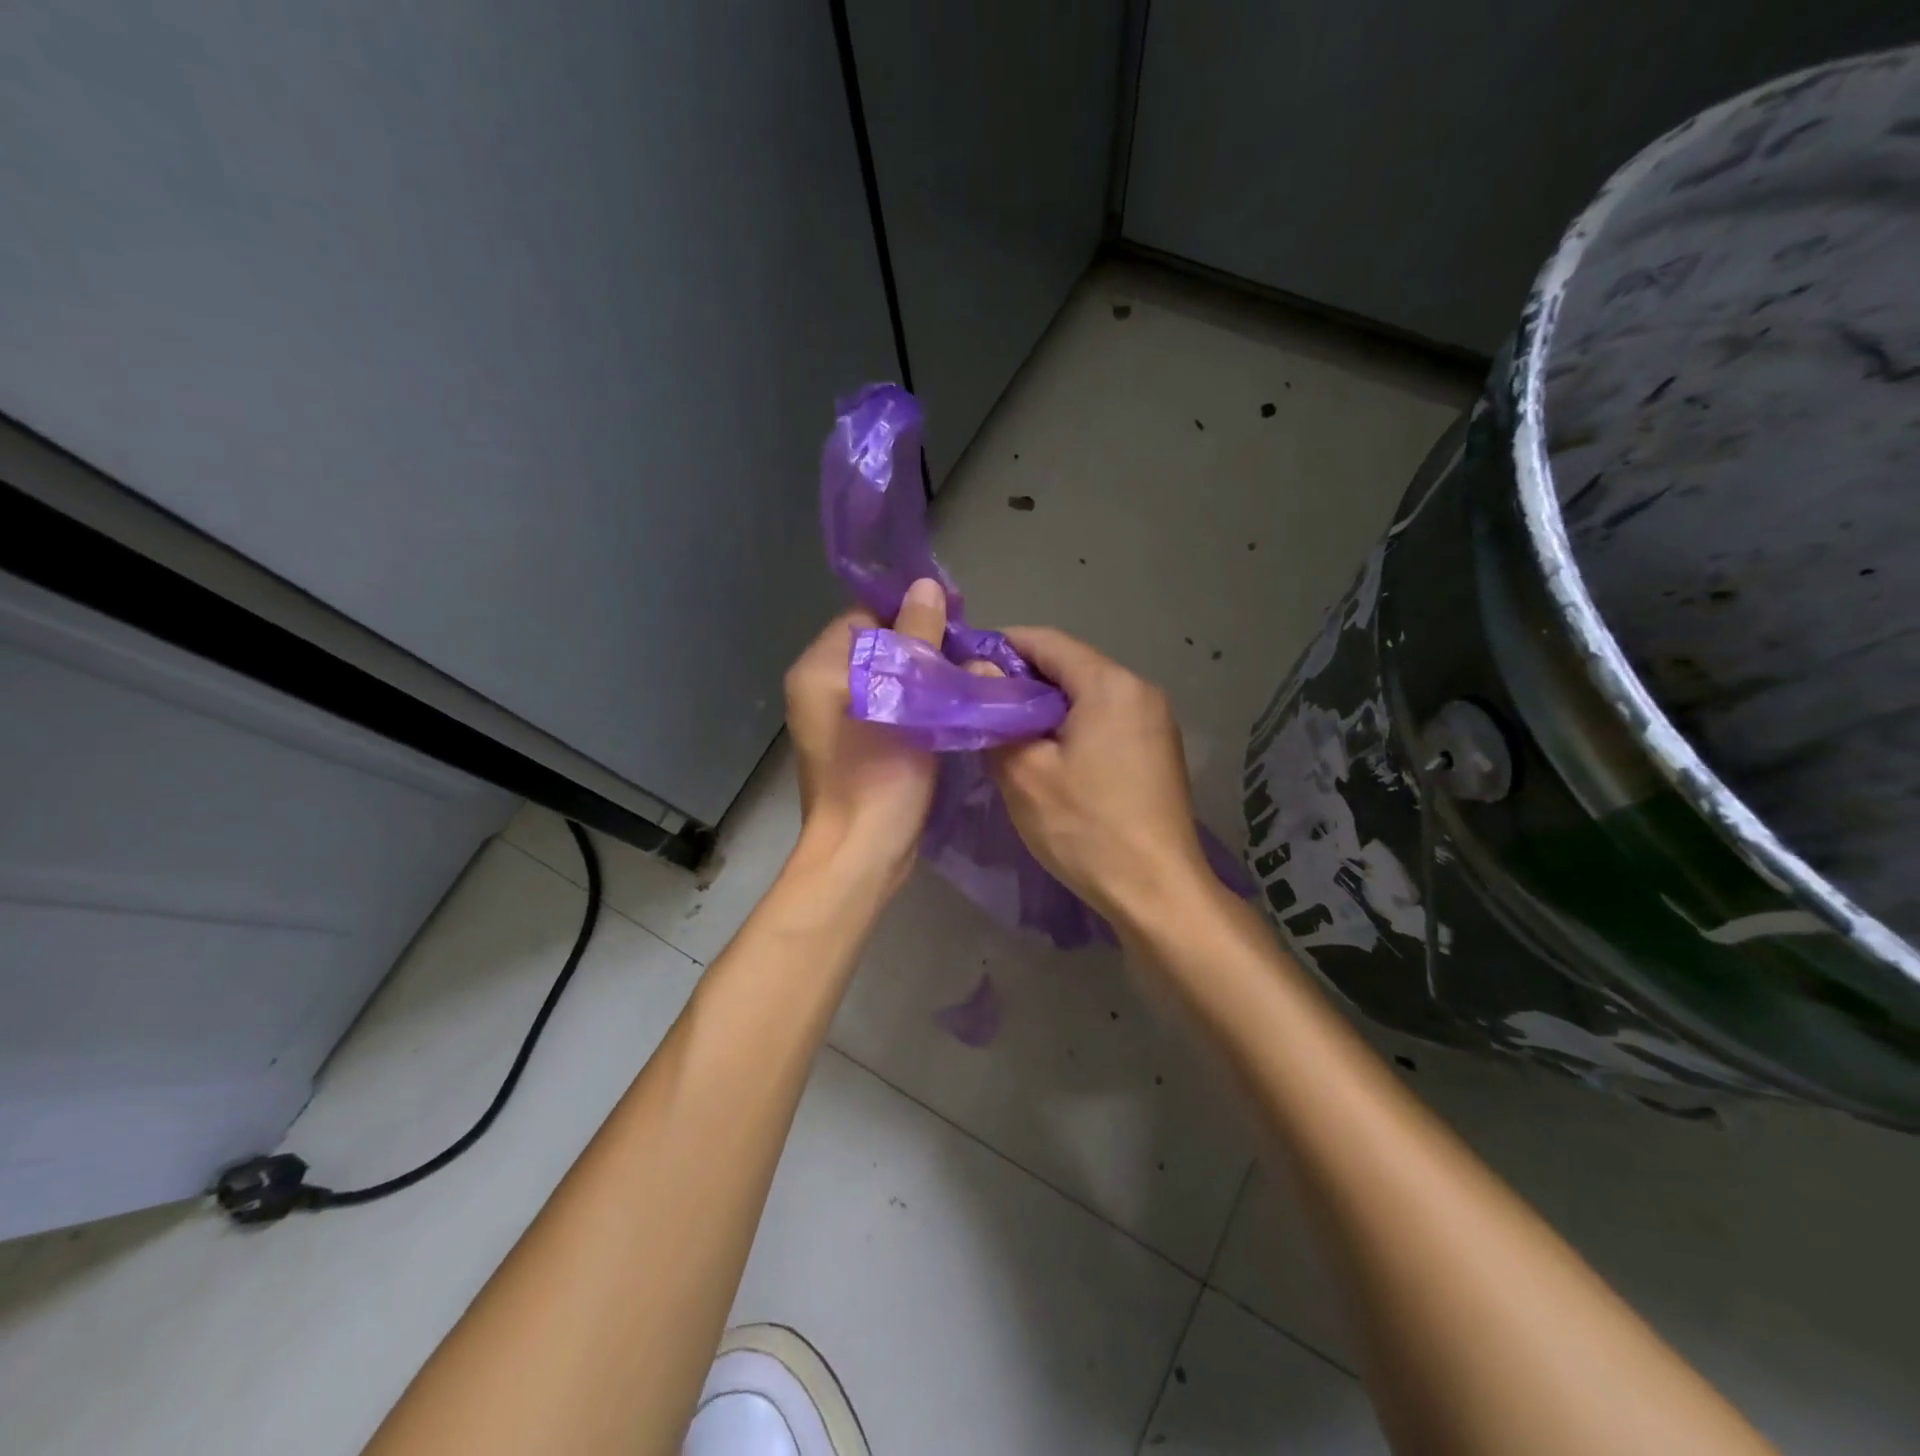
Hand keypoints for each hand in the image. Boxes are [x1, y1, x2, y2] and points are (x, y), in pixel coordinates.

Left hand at [784, 578, 948, 880]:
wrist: (862, 854)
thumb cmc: (879, 775)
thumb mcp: (905, 700)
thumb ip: (916, 640)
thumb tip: (926, 587)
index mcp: (819, 669)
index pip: (866, 616)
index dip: (910, 614)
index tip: (955, 622)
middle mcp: (819, 688)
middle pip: (877, 646)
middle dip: (921, 646)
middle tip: (966, 656)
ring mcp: (834, 719)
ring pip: (886, 677)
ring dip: (923, 676)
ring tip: (964, 679)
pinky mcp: (854, 744)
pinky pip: (888, 705)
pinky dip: (915, 702)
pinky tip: (947, 709)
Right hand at [988, 627, 1210, 927]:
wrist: (1157, 891)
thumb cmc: (1085, 827)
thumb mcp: (1025, 772)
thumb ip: (997, 714)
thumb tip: (978, 669)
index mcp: (1110, 683)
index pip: (1046, 641)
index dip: (1001, 647)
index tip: (964, 665)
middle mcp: (1140, 689)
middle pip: (1070, 666)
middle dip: (1022, 680)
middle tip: (980, 705)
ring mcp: (1156, 720)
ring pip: (1088, 695)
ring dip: (1047, 706)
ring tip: (1007, 732)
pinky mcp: (1159, 749)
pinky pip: (1107, 719)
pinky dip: (1073, 726)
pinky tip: (1049, 755)